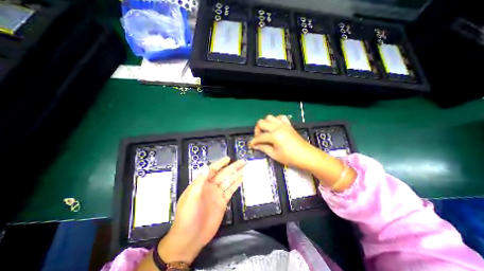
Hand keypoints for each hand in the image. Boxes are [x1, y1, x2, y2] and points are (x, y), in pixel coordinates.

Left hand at [158, 157, 244, 264]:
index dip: (220, 164)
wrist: (190, 238)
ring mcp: (218, 194)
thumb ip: (199, 181)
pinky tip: (242, 178)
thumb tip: (207, 167)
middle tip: (242, 162)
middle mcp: (211, 186)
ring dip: (237, 174)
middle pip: (224, 174)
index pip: (212, 170)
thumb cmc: (187, 216)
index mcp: (202, 183)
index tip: (228, 158)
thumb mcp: (190, 197)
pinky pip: (231, 190)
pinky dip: (237, 184)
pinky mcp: (223, 202)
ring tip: (245, 167)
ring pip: (229, 181)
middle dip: (233, 167)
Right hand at [250, 114, 318, 169]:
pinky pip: (280, 117)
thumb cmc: (291, 158)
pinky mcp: (289, 125)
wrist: (307, 156)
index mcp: (274, 135)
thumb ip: (263, 148)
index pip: (259, 137)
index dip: (253, 141)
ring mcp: (284, 125)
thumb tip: (255, 146)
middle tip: (258, 138)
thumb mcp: (275, 155)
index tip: (251, 145)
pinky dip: (275, 121)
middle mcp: (278, 127)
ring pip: (270, 117)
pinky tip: (275, 127)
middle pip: (262, 122)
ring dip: (265, 124)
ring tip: (266, 132)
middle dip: (257, 130)